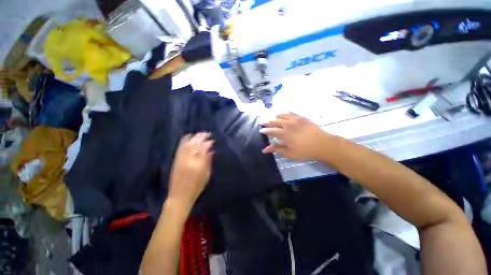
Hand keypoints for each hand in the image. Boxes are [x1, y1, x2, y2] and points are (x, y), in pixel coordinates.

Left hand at [168, 133, 213, 209]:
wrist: (180, 195)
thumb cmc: (197, 186)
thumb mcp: (207, 174)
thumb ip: (209, 161)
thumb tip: (211, 151)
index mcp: (199, 163)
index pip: (205, 148)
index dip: (209, 142)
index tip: (213, 140)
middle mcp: (190, 158)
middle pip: (196, 143)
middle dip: (202, 137)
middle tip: (207, 134)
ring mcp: (182, 158)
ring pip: (188, 143)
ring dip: (195, 137)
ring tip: (200, 134)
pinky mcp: (176, 159)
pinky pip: (180, 147)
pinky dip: (185, 140)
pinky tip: (188, 136)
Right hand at [260, 113, 331, 160]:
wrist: (322, 144)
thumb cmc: (304, 151)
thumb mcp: (289, 153)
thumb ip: (276, 149)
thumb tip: (264, 150)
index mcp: (283, 134)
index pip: (270, 130)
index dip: (264, 130)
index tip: (261, 130)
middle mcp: (287, 124)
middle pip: (274, 121)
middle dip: (267, 121)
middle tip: (262, 122)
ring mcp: (294, 119)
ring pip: (281, 115)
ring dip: (274, 116)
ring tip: (271, 117)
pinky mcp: (301, 117)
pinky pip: (290, 112)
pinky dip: (284, 113)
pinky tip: (283, 114)